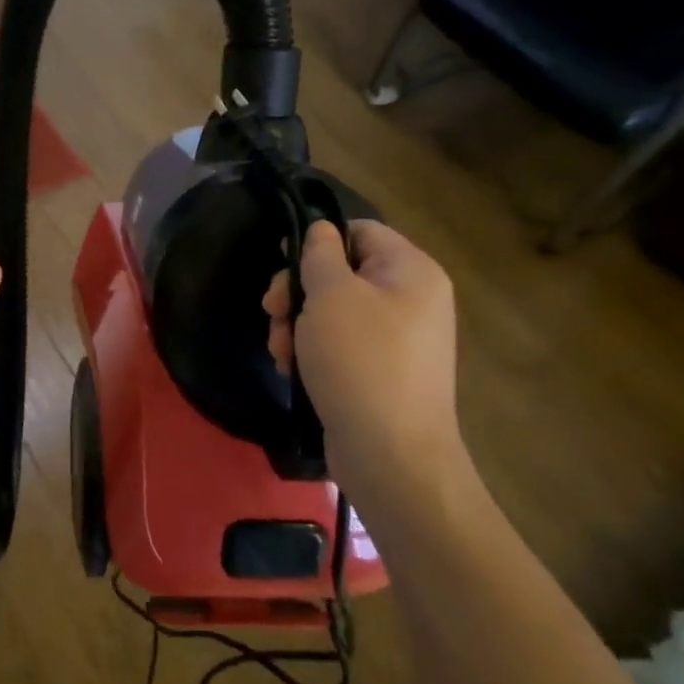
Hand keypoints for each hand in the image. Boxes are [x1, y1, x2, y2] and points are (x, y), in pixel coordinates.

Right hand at [265, 220, 465, 497]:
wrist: (391, 454)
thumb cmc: (360, 360)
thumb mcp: (331, 295)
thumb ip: (320, 253)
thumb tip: (321, 230)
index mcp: (411, 271)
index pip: (359, 231)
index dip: (317, 240)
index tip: (282, 262)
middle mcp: (412, 299)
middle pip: (341, 273)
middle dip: (298, 292)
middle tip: (271, 312)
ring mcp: (398, 339)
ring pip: (333, 311)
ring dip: (297, 325)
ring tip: (280, 351)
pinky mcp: (381, 371)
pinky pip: (341, 344)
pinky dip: (312, 351)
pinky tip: (292, 369)